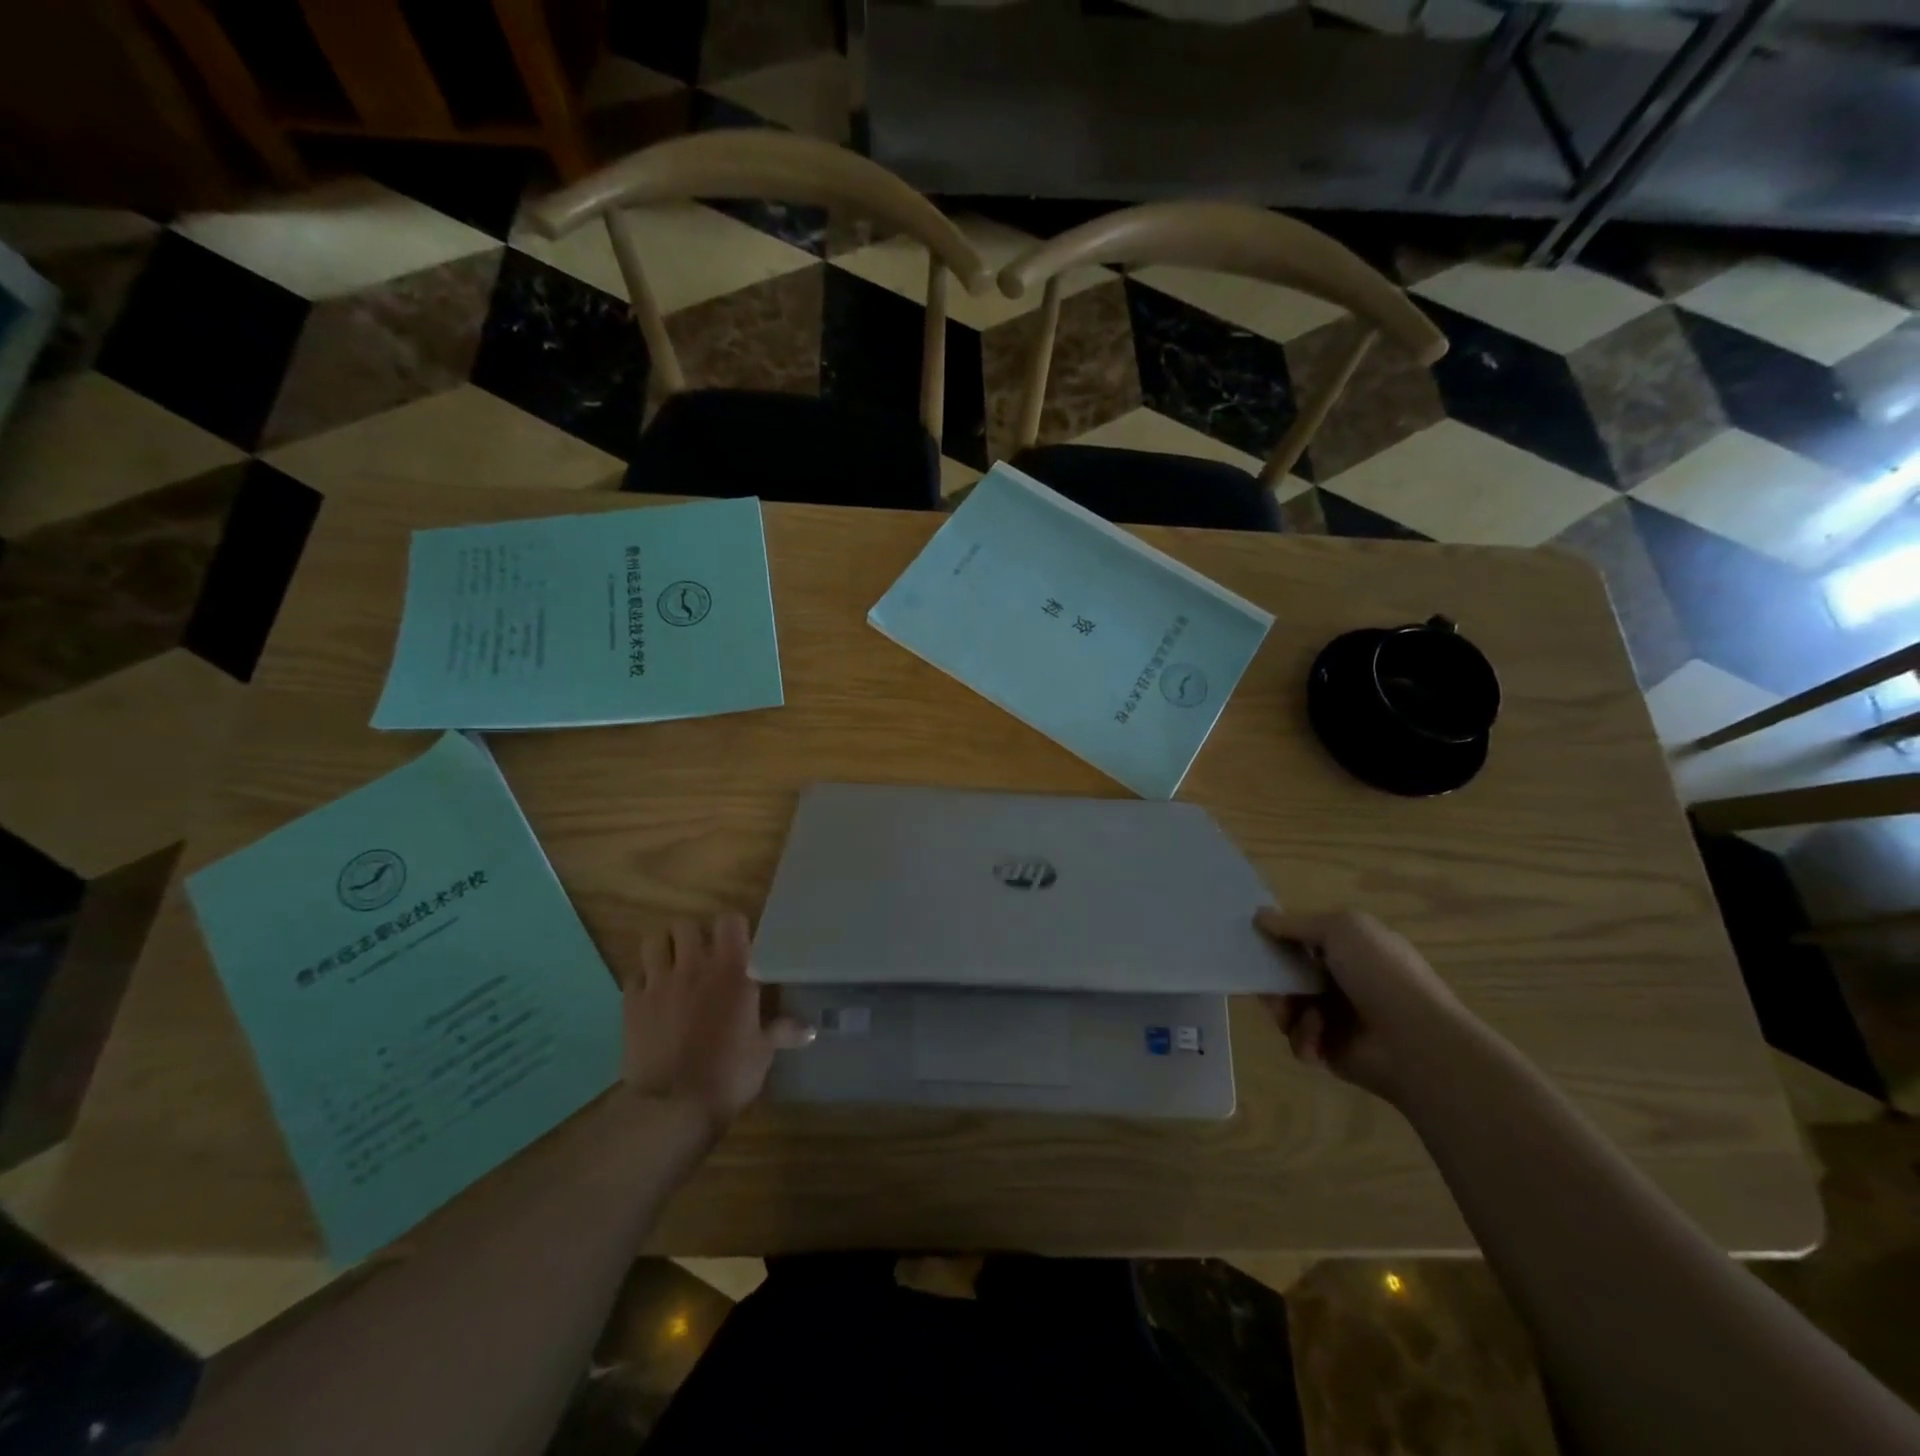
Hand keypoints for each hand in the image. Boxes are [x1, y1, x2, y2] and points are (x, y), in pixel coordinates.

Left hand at [624, 913, 813, 1133]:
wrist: (672, 1107)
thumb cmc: (728, 1074)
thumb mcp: (762, 1052)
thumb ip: (783, 1032)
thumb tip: (811, 1031)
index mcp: (732, 971)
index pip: (730, 920)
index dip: (732, 929)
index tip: (737, 945)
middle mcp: (694, 966)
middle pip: (686, 924)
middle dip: (693, 936)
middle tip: (702, 957)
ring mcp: (658, 982)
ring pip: (653, 941)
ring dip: (663, 949)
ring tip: (672, 966)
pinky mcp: (631, 1004)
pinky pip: (633, 975)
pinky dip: (642, 980)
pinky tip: (651, 996)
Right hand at [1255, 908, 1468, 1104]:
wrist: (1417, 1044)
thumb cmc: (1381, 975)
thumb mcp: (1340, 929)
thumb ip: (1295, 924)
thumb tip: (1259, 916)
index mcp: (1352, 948)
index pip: (1304, 939)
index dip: (1278, 938)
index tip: (1254, 939)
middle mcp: (1343, 980)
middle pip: (1289, 974)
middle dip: (1274, 979)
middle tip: (1267, 985)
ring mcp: (1338, 1017)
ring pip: (1288, 1007)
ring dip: (1286, 1010)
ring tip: (1294, 1015)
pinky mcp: (1332, 1050)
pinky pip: (1299, 1039)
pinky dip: (1304, 1038)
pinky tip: (1319, 1039)